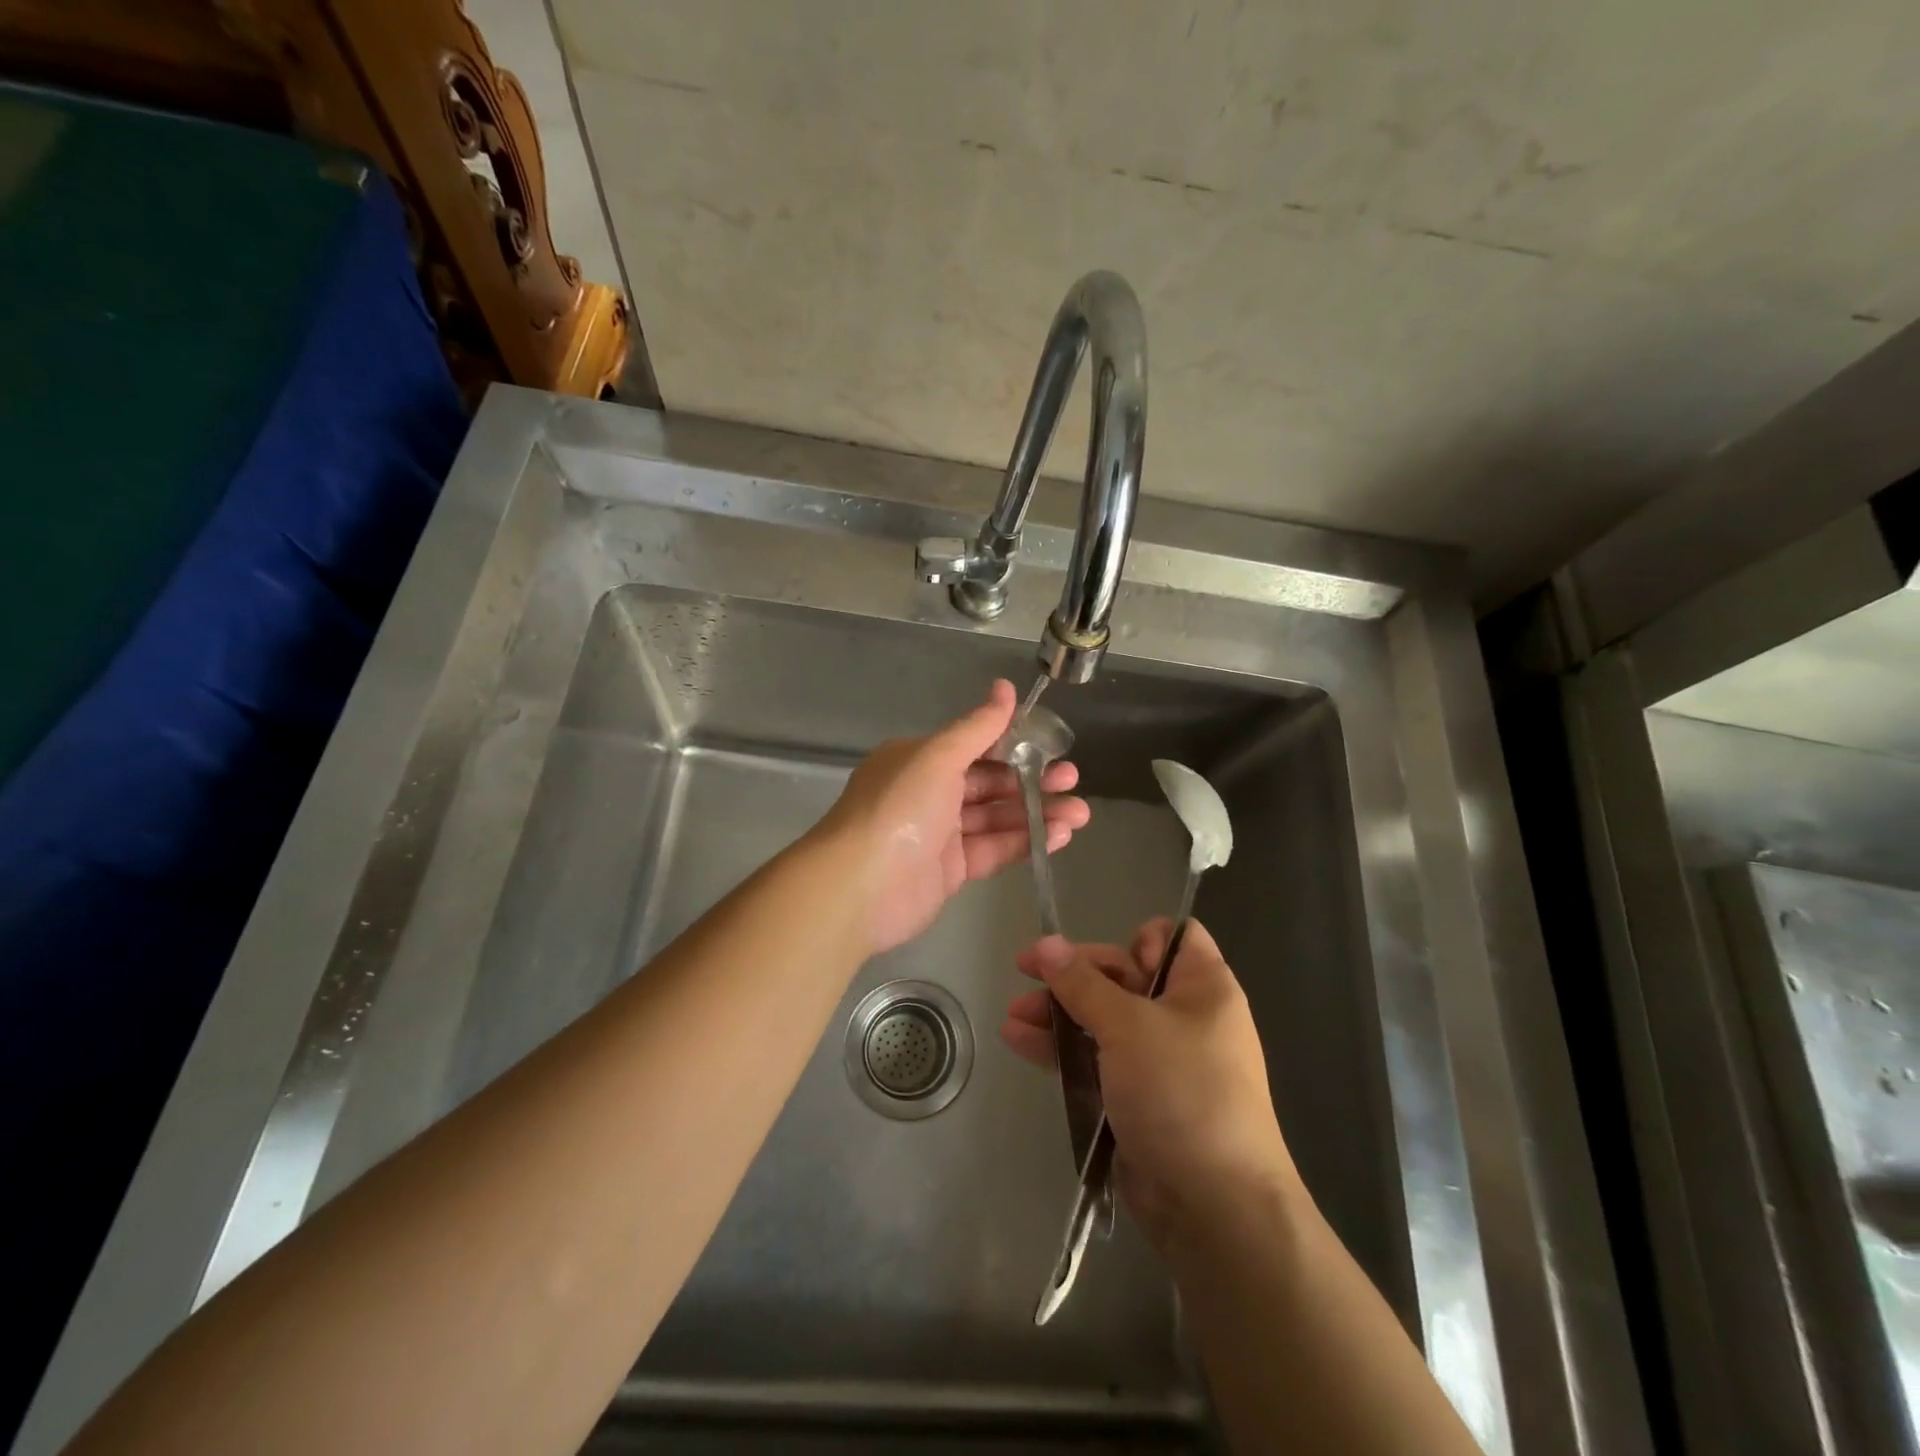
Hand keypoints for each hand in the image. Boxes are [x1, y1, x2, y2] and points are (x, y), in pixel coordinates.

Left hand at [817, 679, 1090, 954]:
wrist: (860, 886)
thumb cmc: (899, 808)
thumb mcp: (938, 756)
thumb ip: (978, 727)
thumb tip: (1006, 687)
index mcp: (920, 760)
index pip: (974, 746)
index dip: (1014, 744)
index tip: (1052, 745)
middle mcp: (929, 793)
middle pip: (989, 783)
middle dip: (1033, 780)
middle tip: (1073, 780)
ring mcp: (940, 834)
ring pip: (996, 818)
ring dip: (1037, 813)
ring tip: (1080, 813)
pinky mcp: (951, 871)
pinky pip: (994, 850)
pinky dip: (1025, 842)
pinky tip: (1059, 836)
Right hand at [1002, 919, 1296, 1248]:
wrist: (1214, 1207)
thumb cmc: (1181, 1092)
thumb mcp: (1128, 1026)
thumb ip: (1082, 983)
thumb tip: (1045, 943)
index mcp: (1202, 986)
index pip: (1173, 938)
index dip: (1133, 940)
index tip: (1097, 961)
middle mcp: (1184, 1016)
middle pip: (1123, 976)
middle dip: (1073, 976)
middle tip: (1024, 974)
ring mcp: (1160, 1059)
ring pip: (1102, 1019)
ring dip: (1058, 1012)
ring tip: (1013, 1015)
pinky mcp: (1138, 1097)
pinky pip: (1096, 1058)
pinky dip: (1061, 1049)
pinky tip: (1018, 1041)